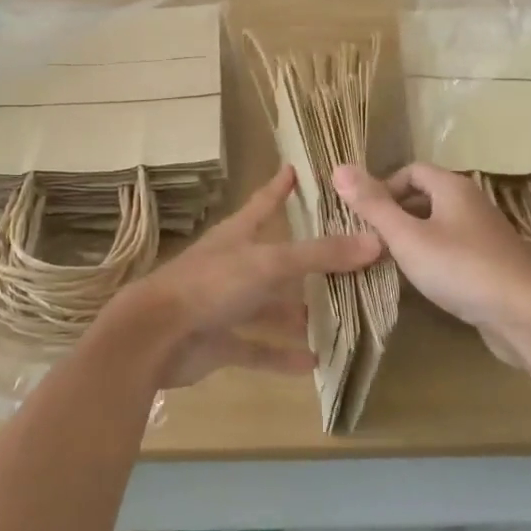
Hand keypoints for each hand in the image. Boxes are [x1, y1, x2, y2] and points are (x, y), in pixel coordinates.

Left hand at [108, 166, 381, 388]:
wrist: (154, 337)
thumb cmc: (211, 285)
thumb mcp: (269, 263)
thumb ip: (320, 255)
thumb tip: (376, 241)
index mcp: (237, 237)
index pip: (263, 203)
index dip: (280, 186)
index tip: (296, 168)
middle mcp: (232, 267)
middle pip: (275, 261)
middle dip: (306, 262)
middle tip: (345, 261)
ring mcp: (224, 306)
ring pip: (268, 308)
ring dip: (297, 314)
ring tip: (336, 318)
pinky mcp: (219, 342)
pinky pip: (258, 349)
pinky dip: (282, 356)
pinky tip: (312, 363)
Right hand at [332, 163, 530, 332]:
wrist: (525, 315)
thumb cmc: (460, 268)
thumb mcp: (407, 237)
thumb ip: (372, 205)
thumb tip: (338, 167)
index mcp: (453, 187)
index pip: (411, 170)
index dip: (384, 187)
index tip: (366, 217)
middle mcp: (472, 202)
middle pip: (425, 196)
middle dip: (396, 213)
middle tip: (372, 240)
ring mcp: (485, 233)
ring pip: (439, 224)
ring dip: (414, 237)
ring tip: (392, 262)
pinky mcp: (493, 262)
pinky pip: (454, 247)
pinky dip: (434, 256)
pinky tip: (425, 281)